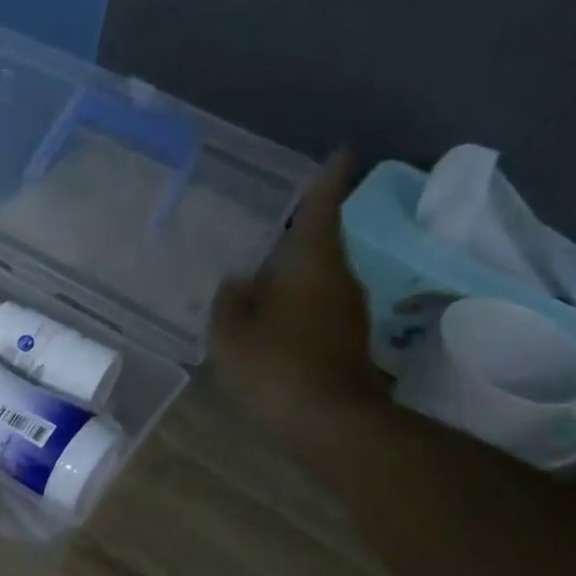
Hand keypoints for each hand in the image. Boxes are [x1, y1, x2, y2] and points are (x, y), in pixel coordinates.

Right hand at [211, 150, 388, 442]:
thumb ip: (229, 302)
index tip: (342, 152)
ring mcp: (346, 311)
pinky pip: (317, 303)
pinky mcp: (346, 340)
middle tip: (271, 217)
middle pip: (321, 241)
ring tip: (261, 266)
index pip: (322, 208)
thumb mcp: (232, 334)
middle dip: (300, 228)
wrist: (332, 424)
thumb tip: (238, 282)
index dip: (328, 179)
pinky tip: (270, 312)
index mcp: (311, 264)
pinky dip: (297, 298)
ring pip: (319, 275)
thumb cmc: (277, 368)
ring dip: (295, 267)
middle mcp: (337, 278)